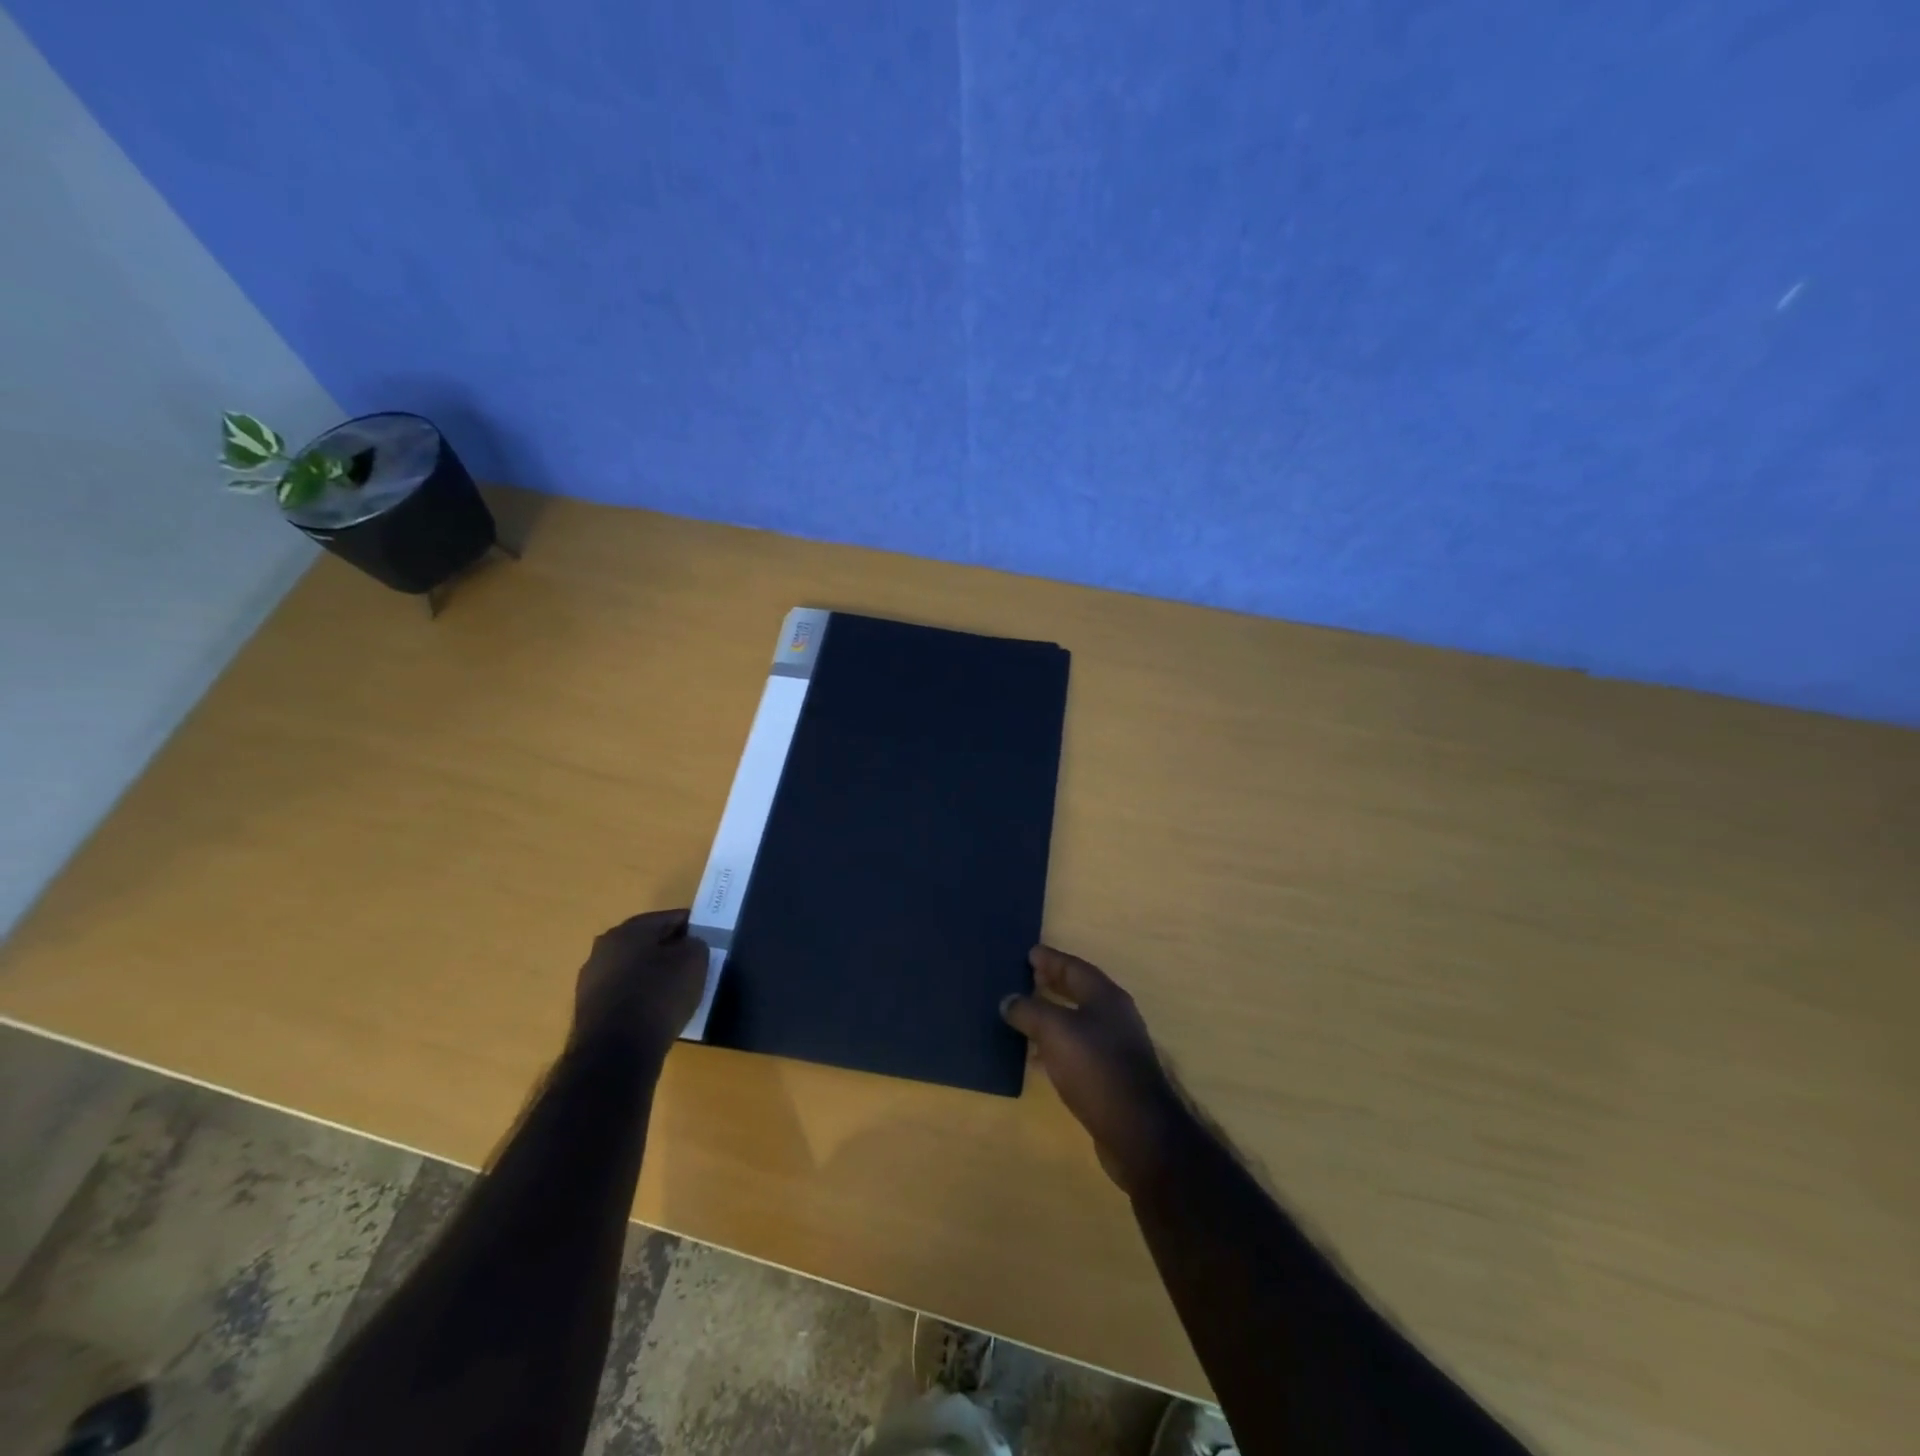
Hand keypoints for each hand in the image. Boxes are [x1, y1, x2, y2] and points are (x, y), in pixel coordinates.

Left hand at [571, 909, 708, 1059]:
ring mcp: (591, 980)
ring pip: (634, 969)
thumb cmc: (658, 996)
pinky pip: (623, 994)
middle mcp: (604, 948)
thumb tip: (687, 946)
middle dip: (670, 952)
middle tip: (693, 968)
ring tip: (676, 994)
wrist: (615, 1053)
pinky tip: (655, 1013)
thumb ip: (695, 944)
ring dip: (653, 976)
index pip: (671, 919)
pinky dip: (640, 998)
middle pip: (648, 943)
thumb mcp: (694, 961)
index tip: (708, 944)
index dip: (693, 929)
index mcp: (629, 929)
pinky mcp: (588, 1009)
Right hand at [1001, 946, 1191, 1195]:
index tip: (1029, 953)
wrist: (1137, 1130)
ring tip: (1024, 1014)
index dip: (1051, 959)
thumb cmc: (1096, 1067)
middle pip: (1079, 991)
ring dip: (1052, 1015)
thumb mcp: (1056, 1031)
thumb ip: (1029, 1011)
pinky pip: (1077, 1049)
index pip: (1074, 967)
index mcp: (1105, 997)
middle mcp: (1114, 1017)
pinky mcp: (1110, 1076)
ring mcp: (1115, 1047)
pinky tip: (1037, 1057)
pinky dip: (1056, 1045)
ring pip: (1077, 1021)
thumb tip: (1008, 1000)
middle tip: (1026, 977)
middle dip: (1053, 983)